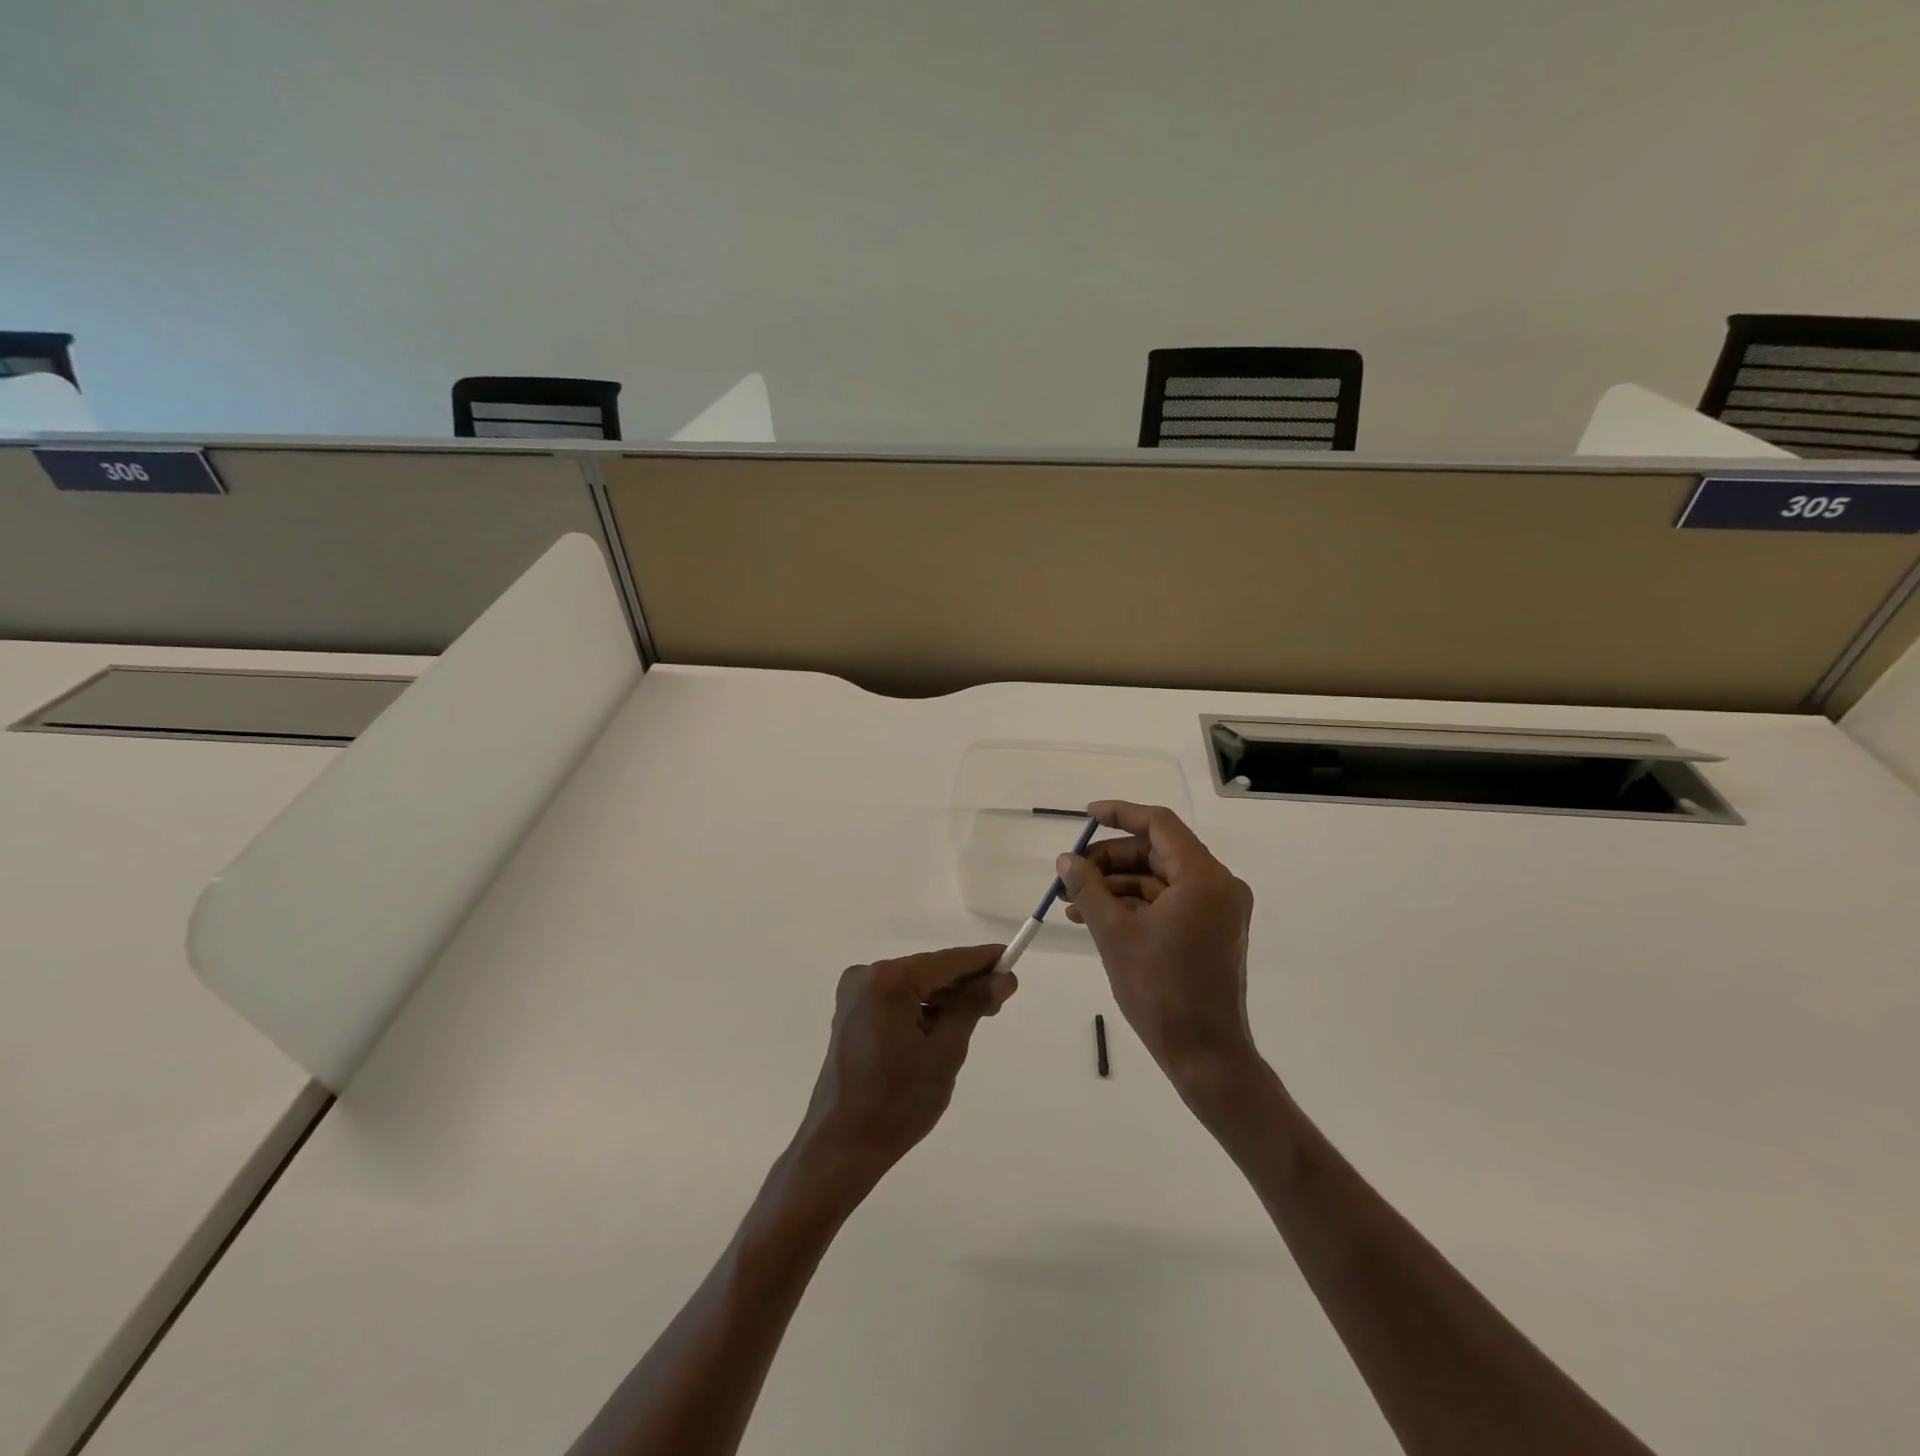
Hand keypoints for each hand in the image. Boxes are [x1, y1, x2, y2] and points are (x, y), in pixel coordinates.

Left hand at [794, 946, 1016, 1198]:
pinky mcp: (852, 1012)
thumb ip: (973, 1006)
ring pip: (914, 984)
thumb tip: (1002, 978)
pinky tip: (944, 1025)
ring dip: (944, 997)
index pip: (947, 962)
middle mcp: (867, 976)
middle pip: (929, 970)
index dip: (982, 960)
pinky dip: (921, 1007)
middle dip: (964, 983)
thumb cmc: (898, 1102)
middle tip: (1000, 999)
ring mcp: (855, 994)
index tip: (1011, 960)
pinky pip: (897, 998)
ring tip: (977, 1015)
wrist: (842, 1146)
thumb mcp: (946, 1051)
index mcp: (888, 980)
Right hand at [1057, 802, 1257, 1093]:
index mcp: (1203, 878)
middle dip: (1110, 859)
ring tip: (1073, 900)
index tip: (1086, 816)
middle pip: (1157, 852)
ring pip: (1159, 879)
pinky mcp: (1209, 931)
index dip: (1120, 815)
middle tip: (1071, 872)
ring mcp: (1216, 910)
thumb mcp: (1114, 934)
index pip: (1159, 825)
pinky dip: (1134, 905)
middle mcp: (1217, 885)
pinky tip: (1095, 917)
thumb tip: (1065, 859)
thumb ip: (1088, 888)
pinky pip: (1167, 903)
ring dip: (1116, 885)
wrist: (1205, 1055)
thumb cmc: (1160, 991)